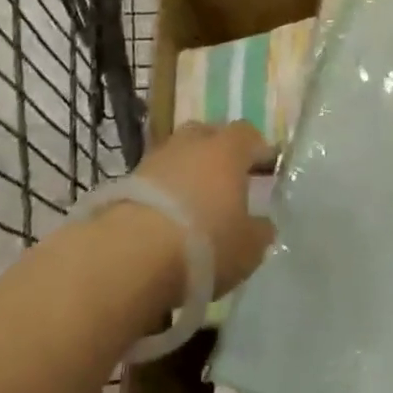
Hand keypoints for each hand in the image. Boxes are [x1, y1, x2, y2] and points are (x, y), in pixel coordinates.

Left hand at [135, 122, 275, 296]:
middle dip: (219, 153)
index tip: (267, 170)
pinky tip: (168, 219)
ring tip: (195, 204)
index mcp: (227, 149)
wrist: (129, 257)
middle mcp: (191, 144)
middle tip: (229, 180)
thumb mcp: (249, 247)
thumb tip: (262, 224)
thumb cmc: (204, 244)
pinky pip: (155, 180)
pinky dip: (163, 193)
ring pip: (178, 156)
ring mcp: (155, 160)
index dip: (259, 150)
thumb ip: (260, 230)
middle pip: (209, 135)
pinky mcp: (125, 183)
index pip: (249, 135)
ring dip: (187, 173)